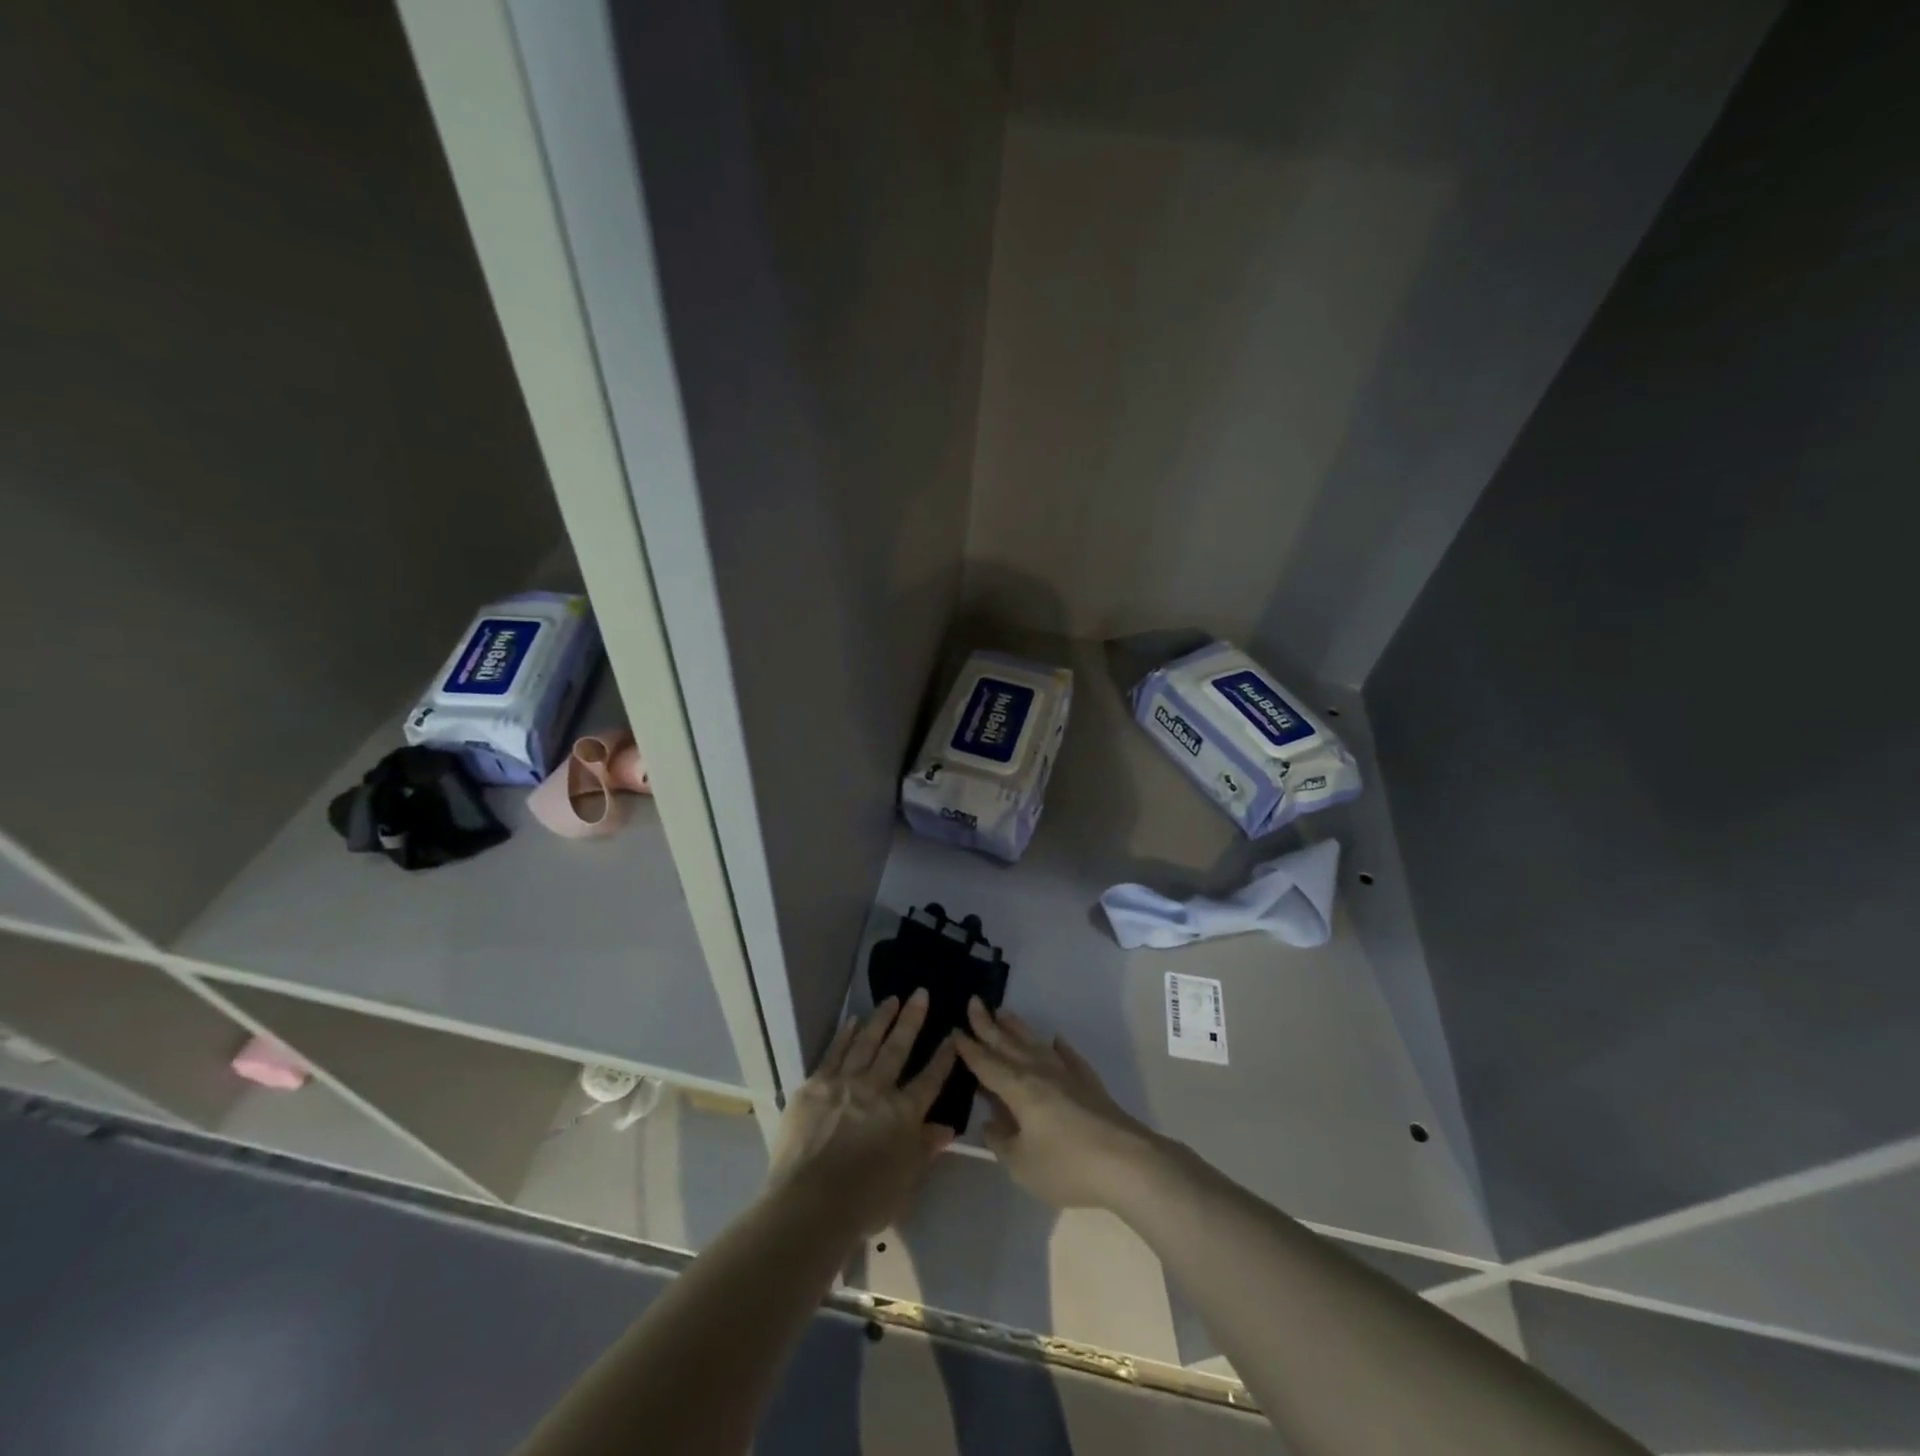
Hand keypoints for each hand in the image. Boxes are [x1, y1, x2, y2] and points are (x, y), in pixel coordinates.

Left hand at [766, 990, 957, 1234]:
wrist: (810, 1203)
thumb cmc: (864, 1201)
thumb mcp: (905, 1181)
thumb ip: (925, 1148)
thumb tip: (946, 1127)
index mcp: (904, 1114)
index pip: (930, 1079)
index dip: (943, 1056)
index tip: (953, 1033)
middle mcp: (878, 1089)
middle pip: (898, 1048)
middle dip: (912, 1020)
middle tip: (920, 993)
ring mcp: (845, 1083)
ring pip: (867, 1042)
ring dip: (881, 1019)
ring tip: (892, 998)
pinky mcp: (816, 1085)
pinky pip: (834, 1053)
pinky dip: (845, 1035)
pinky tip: (853, 1020)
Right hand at [956, 997, 1162, 1209]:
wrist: (1127, 1162)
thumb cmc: (1067, 1165)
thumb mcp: (1021, 1164)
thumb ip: (1001, 1141)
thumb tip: (990, 1122)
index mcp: (1018, 1088)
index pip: (987, 1064)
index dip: (969, 1049)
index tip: (954, 1030)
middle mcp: (1039, 1072)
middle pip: (1008, 1044)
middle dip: (988, 1025)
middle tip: (973, 1002)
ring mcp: (1067, 1075)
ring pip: (1035, 1044)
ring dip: (1018, 1028)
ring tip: (1004, 1011)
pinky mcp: (1089, 1084)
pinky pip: (1069, 1058)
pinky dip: (1060, 1048)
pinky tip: (1056, 1041)